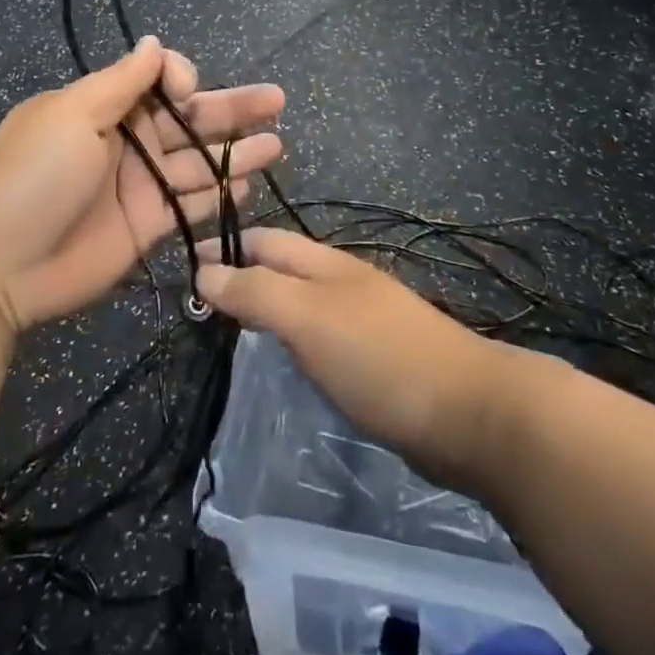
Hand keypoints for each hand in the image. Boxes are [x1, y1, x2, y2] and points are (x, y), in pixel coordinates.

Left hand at [0, 37, 284, 332]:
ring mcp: (140, 184)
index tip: (186, 91)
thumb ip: (120, 82)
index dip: (181, 79)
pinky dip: (221, 193)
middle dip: (232, 107)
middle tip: (277, 100)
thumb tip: (155, 42)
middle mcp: (128, 140)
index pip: (157, 80)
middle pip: (190, 118)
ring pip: (199, 160)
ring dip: (237, 150)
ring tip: (277, 141)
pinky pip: (192, 202)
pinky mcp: (149, 225)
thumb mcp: (70, 116)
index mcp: (104, 107)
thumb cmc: (33, 178)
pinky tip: (251, 183)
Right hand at [196, 229, 527, 494]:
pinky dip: (293, 338)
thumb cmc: (379, 356)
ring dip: (266, 306)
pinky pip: (320, 336)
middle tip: (198, 303)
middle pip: (282, 267)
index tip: (183, 266)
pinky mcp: (376, 358)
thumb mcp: (308, 318)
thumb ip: (255, 293)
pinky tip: (286, 360)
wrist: (471, 414)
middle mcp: (342, 282)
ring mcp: (363, 319)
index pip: (263, 240)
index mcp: (324, 264)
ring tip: (230, 329)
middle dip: (242, 274)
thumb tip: (202, 271)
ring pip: (301, 301)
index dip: (224, 248)